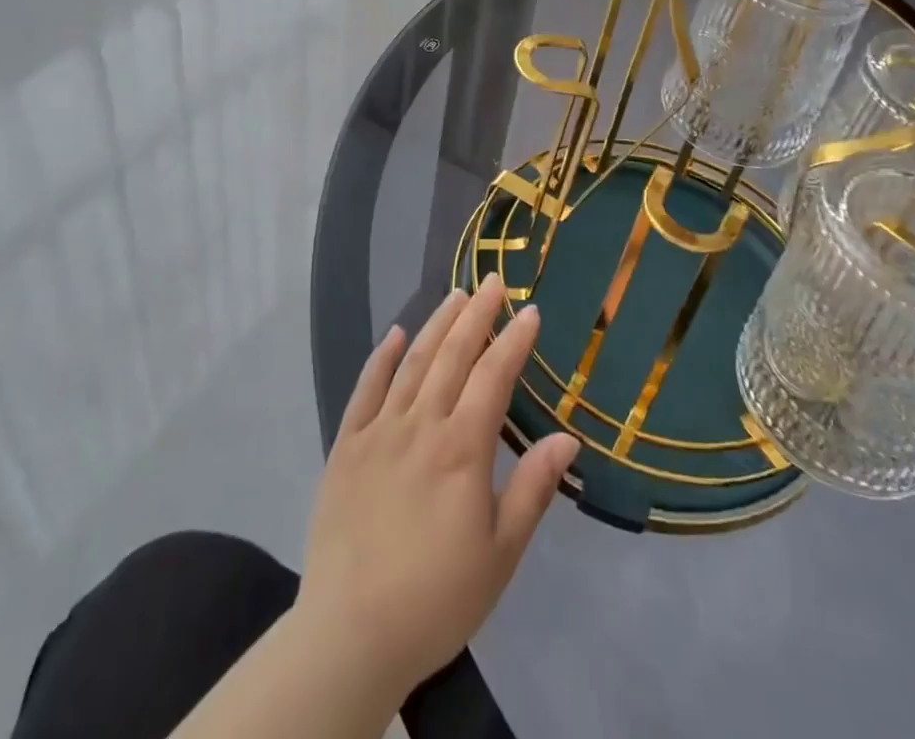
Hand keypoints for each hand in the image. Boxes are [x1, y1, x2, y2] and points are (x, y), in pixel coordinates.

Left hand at [296, 274, 578, 701]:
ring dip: (436, 324)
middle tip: (492, 280)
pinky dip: (380, 357)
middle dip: (476, 314)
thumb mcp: (501, 553)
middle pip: (453, 356)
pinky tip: (393, 333)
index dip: (514, 341)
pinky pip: (365, 389)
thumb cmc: (437, 597)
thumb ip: (533, 489)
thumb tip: (568, 437)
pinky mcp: (346, 446)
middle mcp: (421, 425)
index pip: (493, 377)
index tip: (531, 311)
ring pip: (412, 362)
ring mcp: (379, 431)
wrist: (350, 633)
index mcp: (462, 448)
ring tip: (455, 295)